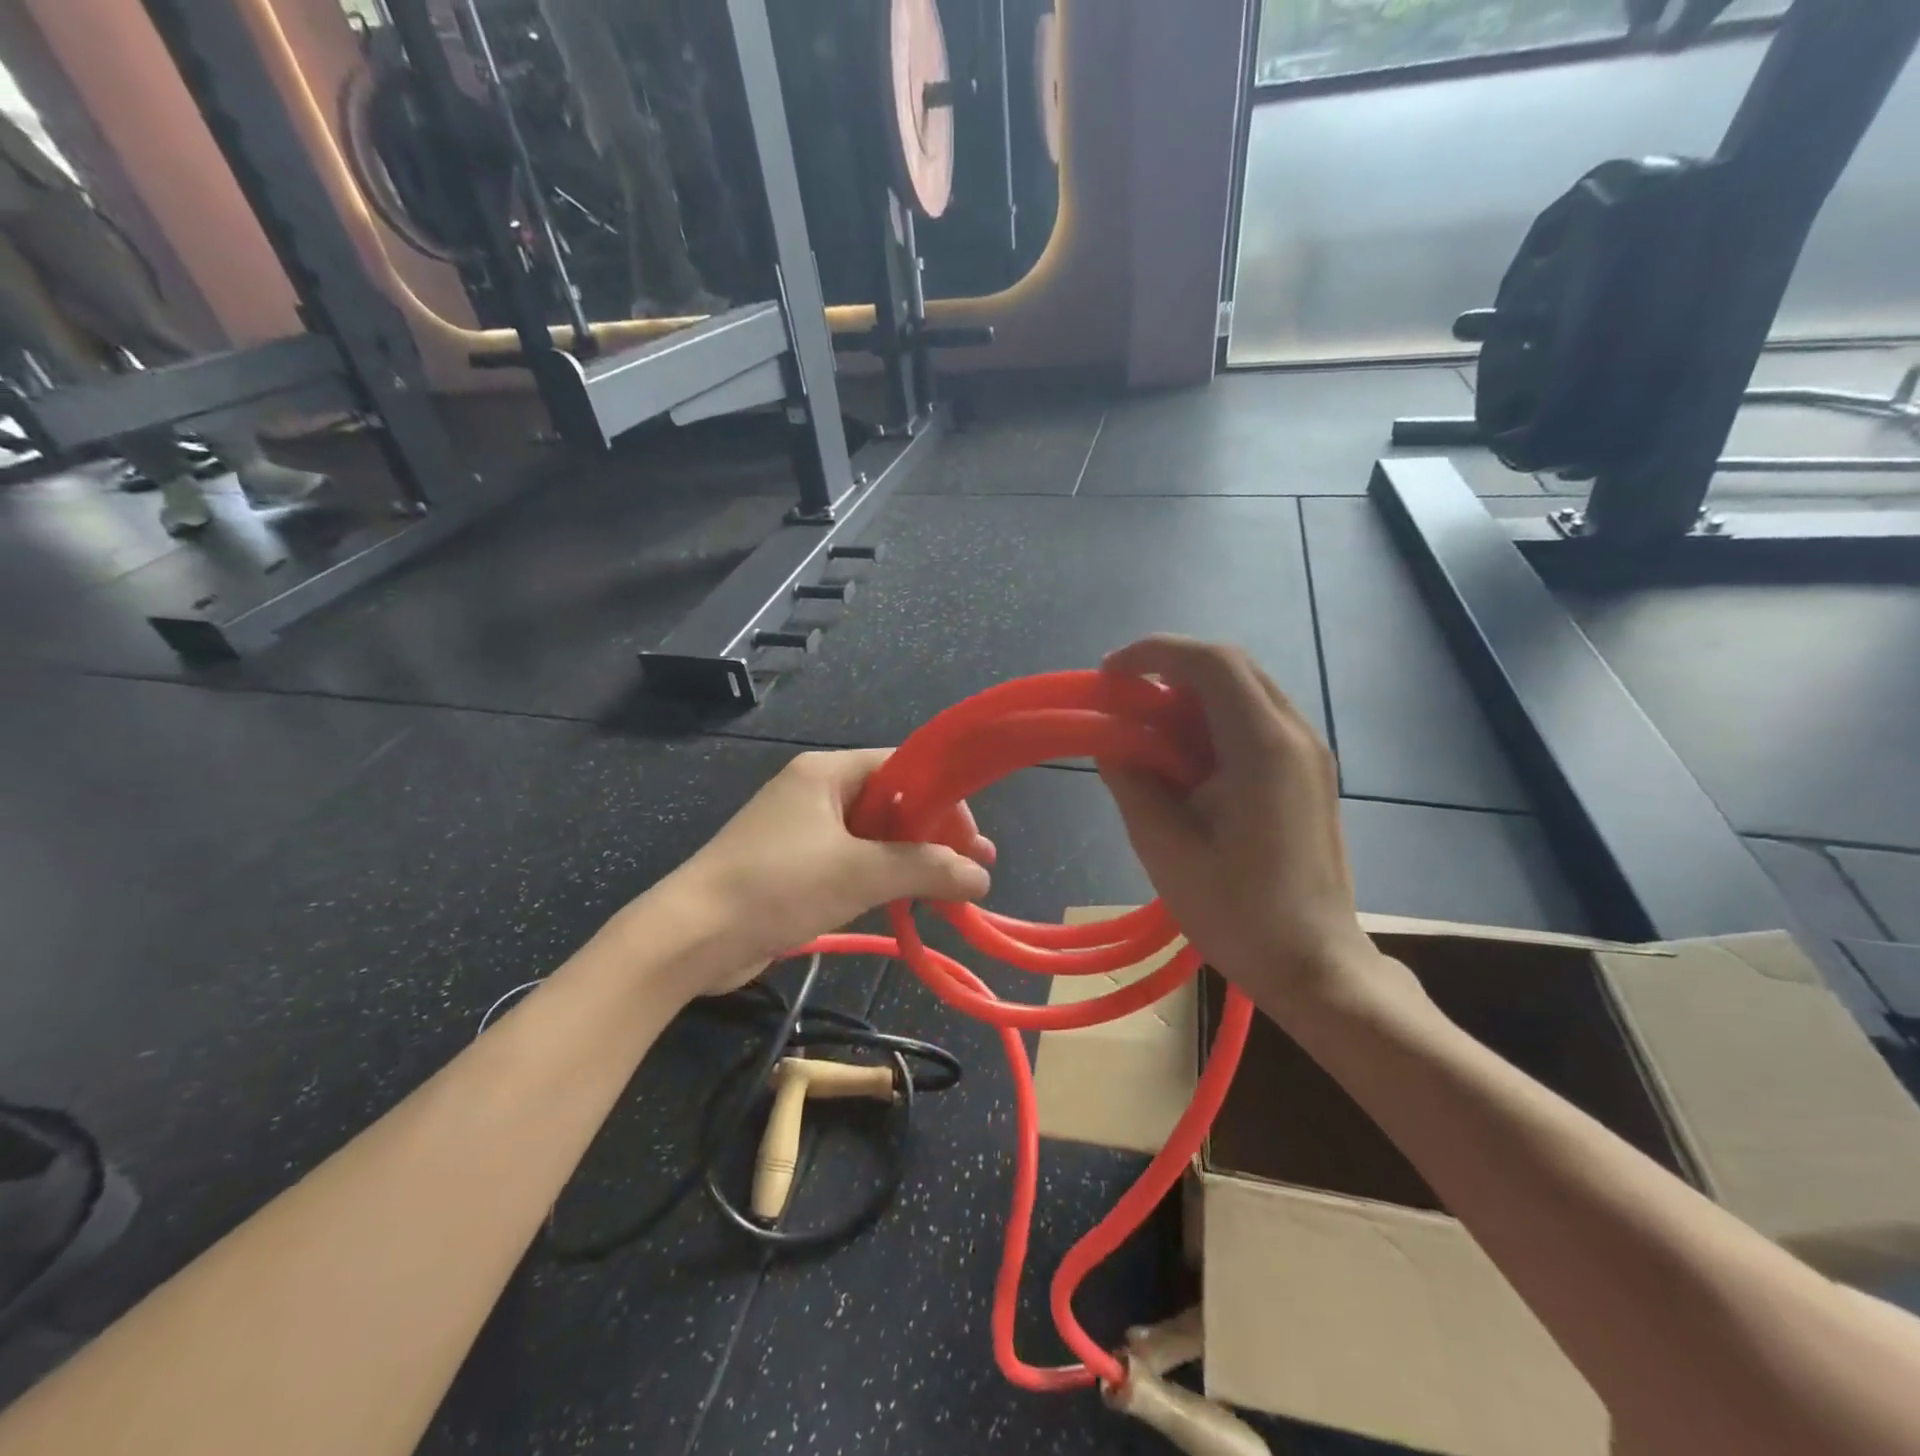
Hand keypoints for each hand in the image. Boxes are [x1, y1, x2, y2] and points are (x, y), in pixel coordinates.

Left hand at [650, 749, 993, 995]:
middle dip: (934, 836)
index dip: (943, 798)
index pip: (902, 767)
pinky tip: (909, 903)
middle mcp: (816, 792)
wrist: (691, 937)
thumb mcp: (860, 873)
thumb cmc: (777, 885)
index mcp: (827, 773)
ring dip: (912, 862)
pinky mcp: (795, 867)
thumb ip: (926, 869)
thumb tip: (982, 877)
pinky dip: (883, 879)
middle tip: (974, 870)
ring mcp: (803, 831)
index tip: (972, 839)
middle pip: (892, 803)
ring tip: (952, 893)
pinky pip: (852, 863)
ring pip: (874, 838)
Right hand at [1098, 636, 1403, 1018]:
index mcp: (1263, 746)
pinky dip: (1214, 726)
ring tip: (1149, 739)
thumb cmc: (1236, 913)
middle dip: (1170, 673)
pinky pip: (1257, 724)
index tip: (1109, 675)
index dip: (1153, 653)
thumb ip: (1132, 781)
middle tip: (1125, 706)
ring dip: (1192, 701)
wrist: (1315, 966)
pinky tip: (1188, 767)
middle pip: (1231, 668)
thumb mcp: (1164, 847)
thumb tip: (1111, 742)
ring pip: (1245, 694)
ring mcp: (1309, 754)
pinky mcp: (1310, 775)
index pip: (1211, 663)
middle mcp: (1295, 735)